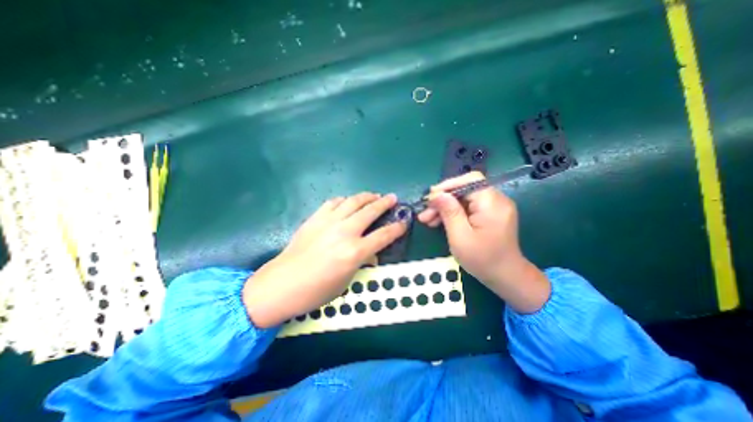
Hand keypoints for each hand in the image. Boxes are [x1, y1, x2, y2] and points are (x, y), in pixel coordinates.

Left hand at [241, 193, 405, 326]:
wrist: (281, 284)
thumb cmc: (316, 290)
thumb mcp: (346, 281)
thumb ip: (361, 261)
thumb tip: (370, 251)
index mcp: (355, 252)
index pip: (383, 235)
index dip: (397, 228)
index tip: (404, 222)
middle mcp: (344, 232)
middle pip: (370, 211)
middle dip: (385, 203)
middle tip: (392, 198)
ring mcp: (328, 222)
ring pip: (353, 201)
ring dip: (366, 196)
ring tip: (374, 195)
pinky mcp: (315, 218)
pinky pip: (334, 202)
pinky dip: (345, 200)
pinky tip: (348, 202)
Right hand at [415, 171, 550, 313]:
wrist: (505, 276)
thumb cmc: (482, 259)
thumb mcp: (460, 237)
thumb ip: (449, 212)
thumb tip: (436, 194)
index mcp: (492, 204)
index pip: (470, 181)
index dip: (448, 186)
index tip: (430, 198)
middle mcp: (496, 200)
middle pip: (465, 190)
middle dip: (443, 200)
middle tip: (425, 213)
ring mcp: (493, 207)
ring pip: (463, 198)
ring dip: (445, 207)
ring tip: (427, 219)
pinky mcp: (489, 214)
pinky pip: (468, 206)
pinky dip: (453, 212)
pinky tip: (439, 221)